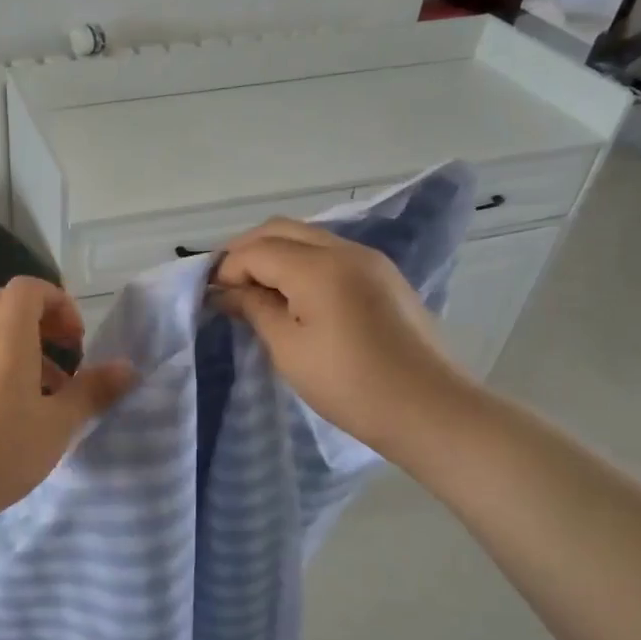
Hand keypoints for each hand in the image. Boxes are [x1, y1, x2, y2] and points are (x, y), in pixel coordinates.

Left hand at [0, 277, 136, 525]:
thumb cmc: (0, 452)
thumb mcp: (58, 425)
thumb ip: (92, 392)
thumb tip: (127, 368)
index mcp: (6, 340)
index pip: (27, 288)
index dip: (58, 301)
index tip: (76, 340)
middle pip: (6, 304)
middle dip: (41, 318)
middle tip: (65, 353)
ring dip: (25, 348)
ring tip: (52, 393)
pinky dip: (5, 371)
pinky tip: (21, 416)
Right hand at [213, 218, 471, 452]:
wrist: (429, 409)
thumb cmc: (349, 384)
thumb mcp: (289, 349)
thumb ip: (255, 309)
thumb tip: (225, 291)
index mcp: (319, 266)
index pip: (257, 250)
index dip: (227, 269)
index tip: (210, 297)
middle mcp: (345, 250)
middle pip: (281, 230)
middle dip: (247, 251)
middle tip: (226, 285)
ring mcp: (370, 260)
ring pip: (307, 237)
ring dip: (275, 254)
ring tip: (256, 291)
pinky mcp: (384, 276)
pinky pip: (330, 254)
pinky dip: (301, 263)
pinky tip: (293, 295)